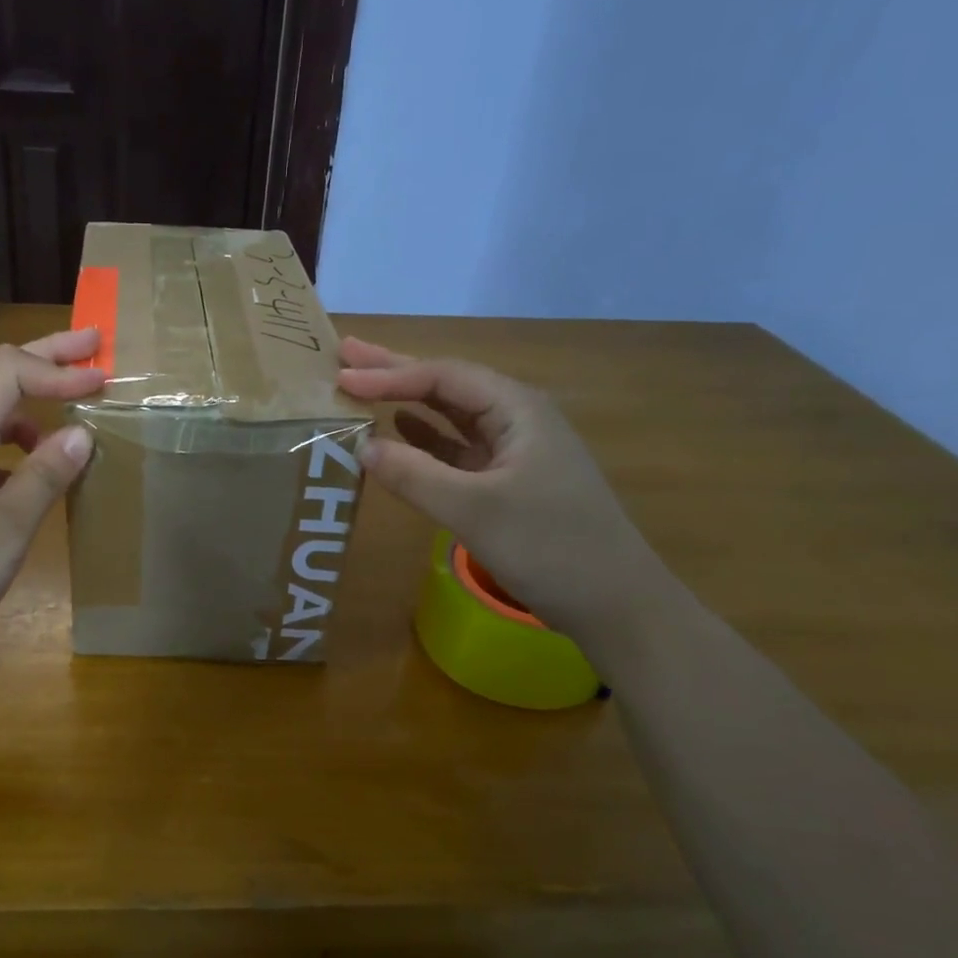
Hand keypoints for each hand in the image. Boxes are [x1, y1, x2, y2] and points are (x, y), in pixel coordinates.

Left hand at [0, 328, 104, 671]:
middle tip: (93, 346)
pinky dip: (20, 444)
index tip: (102, 380)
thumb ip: (44, 475)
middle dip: (47, 359)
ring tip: (74, 412)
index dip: (57, 368)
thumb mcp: (7, 528)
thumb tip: (81, 431)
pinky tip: (36, 469)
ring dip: (35, 403)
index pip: (8, 373)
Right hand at [337, 337, 672, 636]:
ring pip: (452, 416)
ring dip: (408, 403)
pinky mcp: (509, 482)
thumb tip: (361, 447)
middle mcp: (517, 419)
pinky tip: (401, 433)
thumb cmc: (550, 548)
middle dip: (396, 371)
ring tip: (363, 387)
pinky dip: (426, 440)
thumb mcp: (474, 510)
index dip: (390, 374)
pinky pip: (458, 449)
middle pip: (448, 386)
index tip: (343, 375)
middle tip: (346, 354)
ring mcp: (515, 451)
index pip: (443, 377)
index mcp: (518, 409)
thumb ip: (414, 475)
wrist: (615, 604)